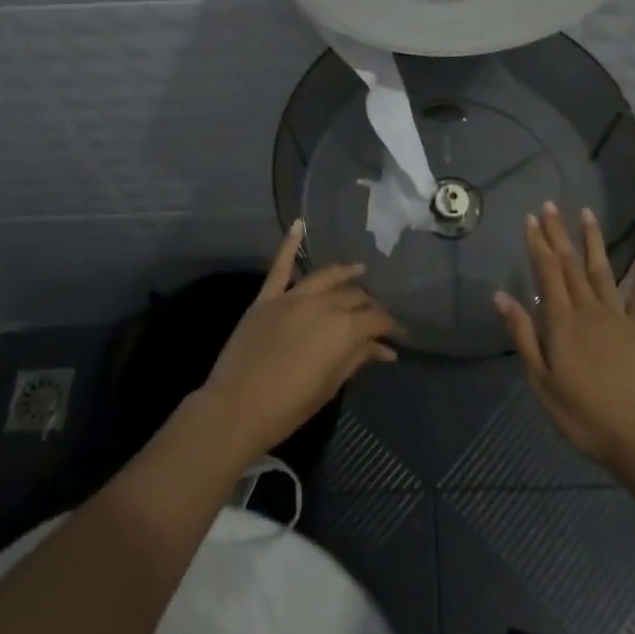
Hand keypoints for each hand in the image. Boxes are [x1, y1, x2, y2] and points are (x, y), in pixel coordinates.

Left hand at [197, 220, 402, 464]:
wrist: (236, 408)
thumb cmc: (289, 406)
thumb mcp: (330, 384)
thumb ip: (358, 358)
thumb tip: (384, 349)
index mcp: (343, 328)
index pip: (375, 319)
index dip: (390, 326)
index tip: (398, 335)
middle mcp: (322, 304)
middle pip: (353, 296)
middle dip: (370, 305)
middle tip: (378, 317)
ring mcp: (292, 297)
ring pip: (326, 277)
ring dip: (345, 273)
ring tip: (360, 270)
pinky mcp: (267, 298)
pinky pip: (280, 267)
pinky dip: (289, 244)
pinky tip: (298, 225)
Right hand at [495, 203, 634, 474]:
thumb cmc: (582, 414)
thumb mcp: (541, 380)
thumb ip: (523, 335)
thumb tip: (501, 295)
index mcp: (561, 321)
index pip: (546, 272)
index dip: (537, 243)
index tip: (530, 217)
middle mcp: (589, 309)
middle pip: (570, 264)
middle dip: (559, 233)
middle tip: (550, 205)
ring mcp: (619, 317)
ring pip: (602, 271)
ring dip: (592, 241)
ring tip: (587, 213)